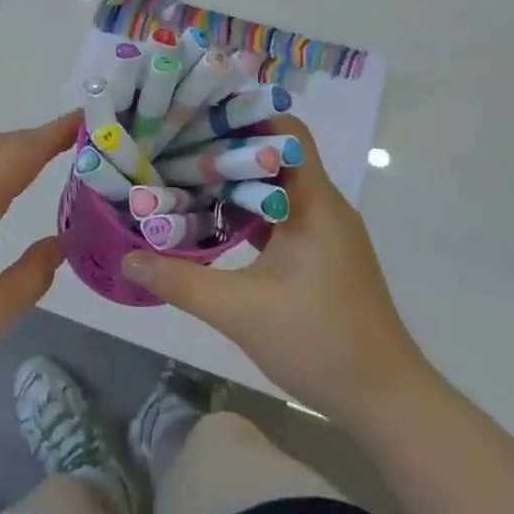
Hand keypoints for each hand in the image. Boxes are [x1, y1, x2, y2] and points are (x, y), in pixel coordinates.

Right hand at [120, 116, 433, 426]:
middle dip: (227, 146)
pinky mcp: (322, 254)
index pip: (285, 131)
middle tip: (176, 143)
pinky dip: (248, 210)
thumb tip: (128, 259)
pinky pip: (281, 214)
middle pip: (276, 155)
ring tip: (185, 174)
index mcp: (313, 202)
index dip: (244, 116)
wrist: (385, 400)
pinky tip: (213, 220)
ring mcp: (326, 231)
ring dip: (236, 180)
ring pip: (277, 186)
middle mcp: (324, 206)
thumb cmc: (320, 342)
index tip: (197, 113)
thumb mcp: (240, 312)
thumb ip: (181, 281)